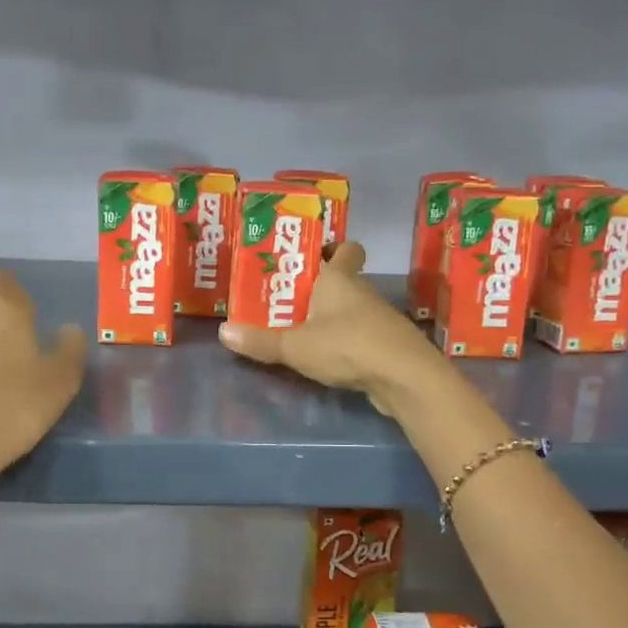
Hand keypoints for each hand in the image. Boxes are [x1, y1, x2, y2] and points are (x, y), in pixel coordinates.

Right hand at [218, 243, 443, 415]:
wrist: (404, 377)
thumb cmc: (347, 346)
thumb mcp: (295, 346)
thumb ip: (260, 341)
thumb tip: (223, 331)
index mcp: (340, 280)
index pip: (345, 250)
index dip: (331, 249)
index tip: (310, 257)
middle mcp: (362, 293)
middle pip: (344, 280)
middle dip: (319, 287)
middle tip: (287, 298)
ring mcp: (378, 320)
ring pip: (352, 310)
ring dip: (331, 317)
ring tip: (300, 330)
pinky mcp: (387, 346)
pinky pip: (361, 336)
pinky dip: (346, 342)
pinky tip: (327, 357)